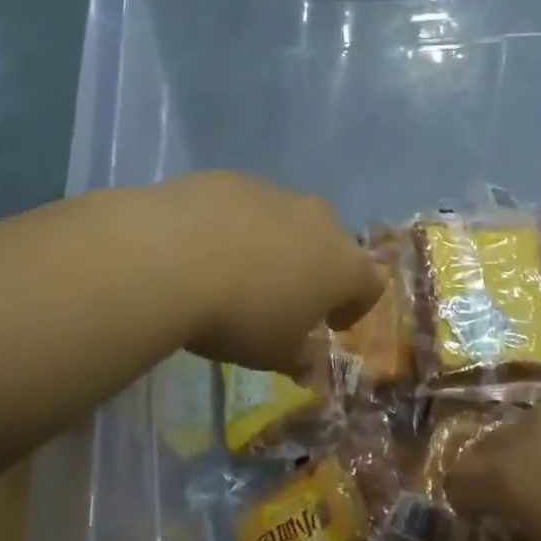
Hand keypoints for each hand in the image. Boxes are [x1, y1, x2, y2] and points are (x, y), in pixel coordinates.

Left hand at [155, 171, 384, 373]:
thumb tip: (309, 361)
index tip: (329, 325)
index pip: (370, 285)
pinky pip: (246, 206)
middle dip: (315, 270)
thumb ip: (302, 357)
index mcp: (344, 264)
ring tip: (238, 272)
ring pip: (288, 221)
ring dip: (276, 245)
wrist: (170, 258)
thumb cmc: (240, 316)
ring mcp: (276, 193)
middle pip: (331, 245)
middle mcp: (320, 220)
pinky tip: (204, 248)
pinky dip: (237, 225)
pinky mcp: (234, 179)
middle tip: (284, 298)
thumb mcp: (274, 354)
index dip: (354, 308)